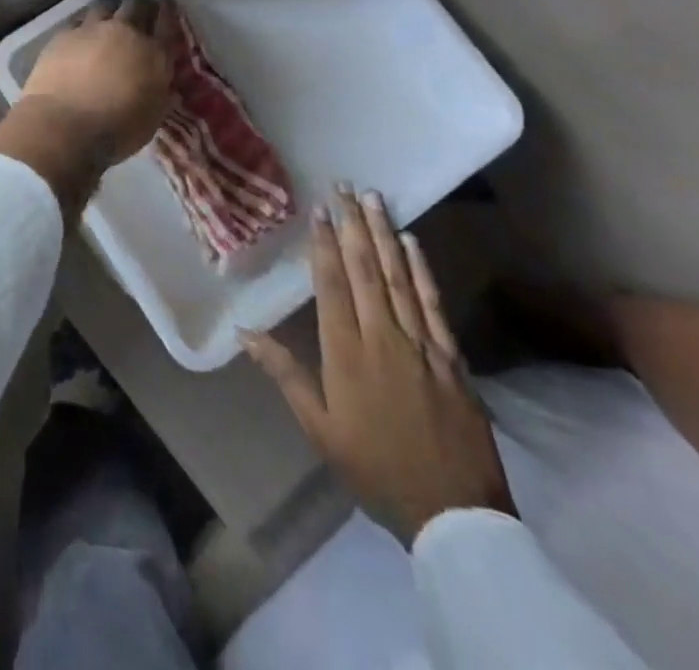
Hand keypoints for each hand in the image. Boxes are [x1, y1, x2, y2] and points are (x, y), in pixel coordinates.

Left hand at [0, 0, 171, 217]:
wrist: (64, 124)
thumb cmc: (116, 129)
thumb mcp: (152, 115)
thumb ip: (158, 89)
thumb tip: (158, 78)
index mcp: (154, 53)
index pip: (167, 23)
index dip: (167, 11)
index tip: (166, 4)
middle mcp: (125, 32)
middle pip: (136, 5)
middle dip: (140, 5)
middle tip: (140, 10)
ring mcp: (92, 30)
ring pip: (105, 6)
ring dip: (111, 10)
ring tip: (109, 17)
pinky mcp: (63, 35)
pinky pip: (78, 21)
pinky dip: (84, 25)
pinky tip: (81, 34)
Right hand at [242, 186, 514, 546]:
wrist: (452, 512)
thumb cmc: (374, 466)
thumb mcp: (319, 427)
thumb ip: (285, 373)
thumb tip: (245, 330)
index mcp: (346, 352)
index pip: (332, 284)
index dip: (324, 244)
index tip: (319, 210)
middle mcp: (382, 336)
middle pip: (365, 269)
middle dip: (353, 224)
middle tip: (344, 186)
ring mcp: (421, 343)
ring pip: (398, 276)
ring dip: (384, 233)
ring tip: (373, 198)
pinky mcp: (450, 356)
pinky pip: (432, 302)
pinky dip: (421, 268)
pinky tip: (412, 241)